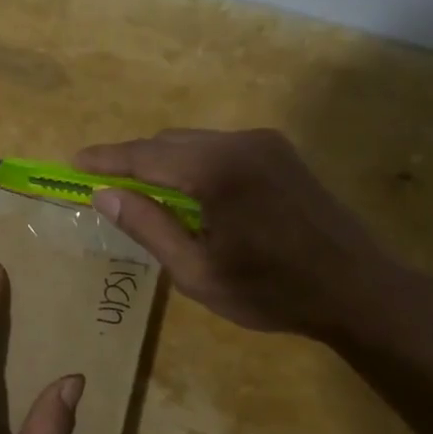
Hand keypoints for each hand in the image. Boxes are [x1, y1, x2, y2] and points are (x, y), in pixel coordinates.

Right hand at [75, 128, 402, 339]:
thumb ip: (148, 227)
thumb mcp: (197, 271)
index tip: (73, 162)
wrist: (359, 290)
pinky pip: (219, 147)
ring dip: (163, 162)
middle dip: (132, 160)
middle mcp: (239, 143)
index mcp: (216, 171)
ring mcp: (264, 144)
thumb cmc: (272, 291)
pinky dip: (192, 163)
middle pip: (168, 142)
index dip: (106, 159)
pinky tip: (188, 194)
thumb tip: (104, 194)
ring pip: (193, 142)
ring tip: (142, 193)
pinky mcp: (280, 153)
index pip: (145, 156)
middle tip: (103, 185)